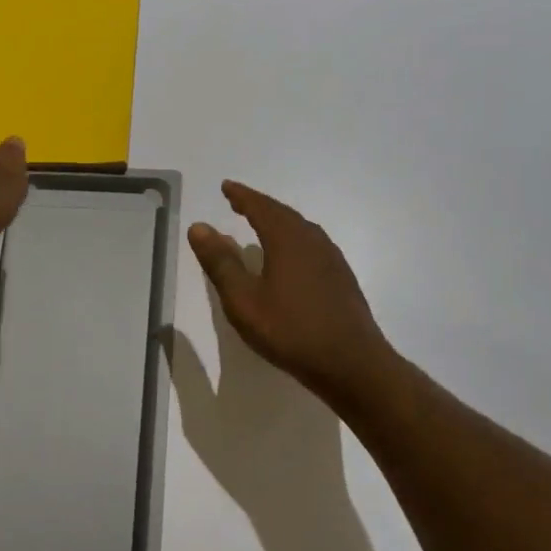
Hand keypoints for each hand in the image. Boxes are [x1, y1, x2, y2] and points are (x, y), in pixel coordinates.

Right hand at [187, 181, 394, 406]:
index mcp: (288, 240)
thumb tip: (199, 227)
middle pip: (283, 214)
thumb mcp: (243, 300)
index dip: (241, 196)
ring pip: (301, 229)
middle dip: (259, 205)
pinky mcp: (341, 278)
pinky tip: (290, 256)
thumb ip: (220, 263)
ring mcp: (332, 259)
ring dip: (278, 221)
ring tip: (261, 224)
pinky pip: (312, 244)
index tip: (226, 187)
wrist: (351, 364)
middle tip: (239, 201)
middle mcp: (313, 241)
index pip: (261, 208)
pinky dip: (293, 238)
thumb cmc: (290, 331)